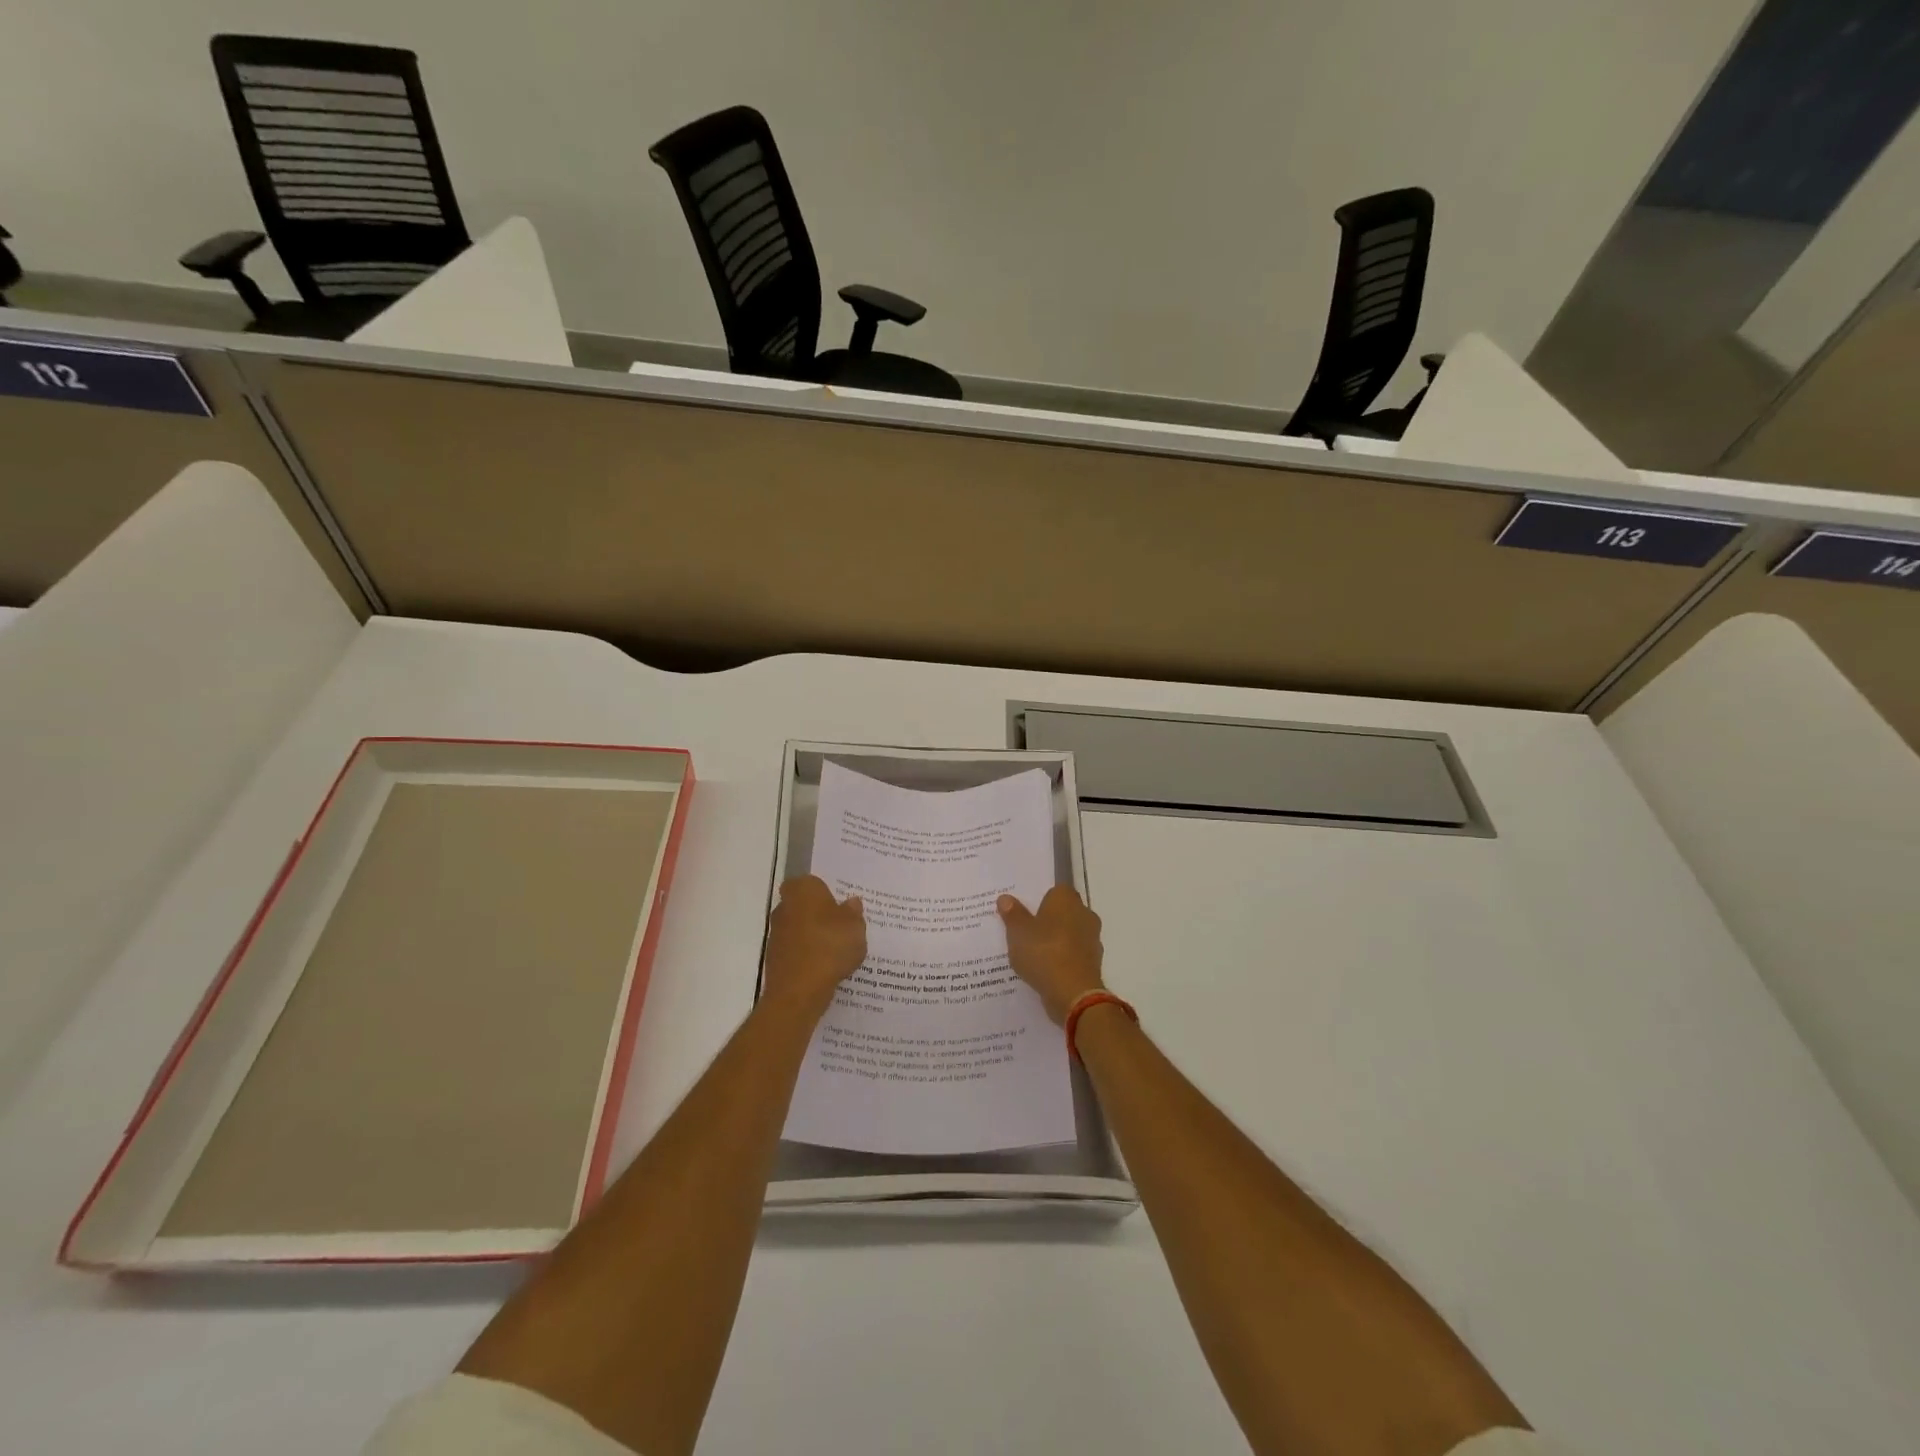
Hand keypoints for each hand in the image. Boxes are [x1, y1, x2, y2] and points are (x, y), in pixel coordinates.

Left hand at [762, 876, 865, 1020]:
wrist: (799, 990)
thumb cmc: (830, 947)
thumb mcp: (855, 927)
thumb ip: (854, 912)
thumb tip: (851, 902)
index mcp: (802, 890)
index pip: (812, 882)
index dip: (826, 892)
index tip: (841, 905)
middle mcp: (784, 907)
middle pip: (804, 905)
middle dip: (819, 914)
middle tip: (842, 926)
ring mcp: (776, 933)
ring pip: (799, 928)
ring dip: (813, 936)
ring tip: (837, 951)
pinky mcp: (774, 958)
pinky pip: (796, 950)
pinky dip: (807, 956)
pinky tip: (825, 967)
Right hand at [998, 885, 1103, 1024]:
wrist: (1074, 994)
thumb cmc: (1044, 953)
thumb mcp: (1018, 932)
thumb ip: (1012, 914)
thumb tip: (1005, 898)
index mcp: (1066, 899)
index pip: (1054, 890)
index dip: (1038, 900)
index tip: (1023, 912)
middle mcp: (1084, 913)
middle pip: (1062, 912)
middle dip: (1046, 920)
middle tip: (1023, 932)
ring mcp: (1092, 939)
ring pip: (1068, 934)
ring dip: (1055, 941)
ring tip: (1031, 954)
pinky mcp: (1093, 962)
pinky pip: (1072, 954)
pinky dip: (1062, 959)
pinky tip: (1045, 970)